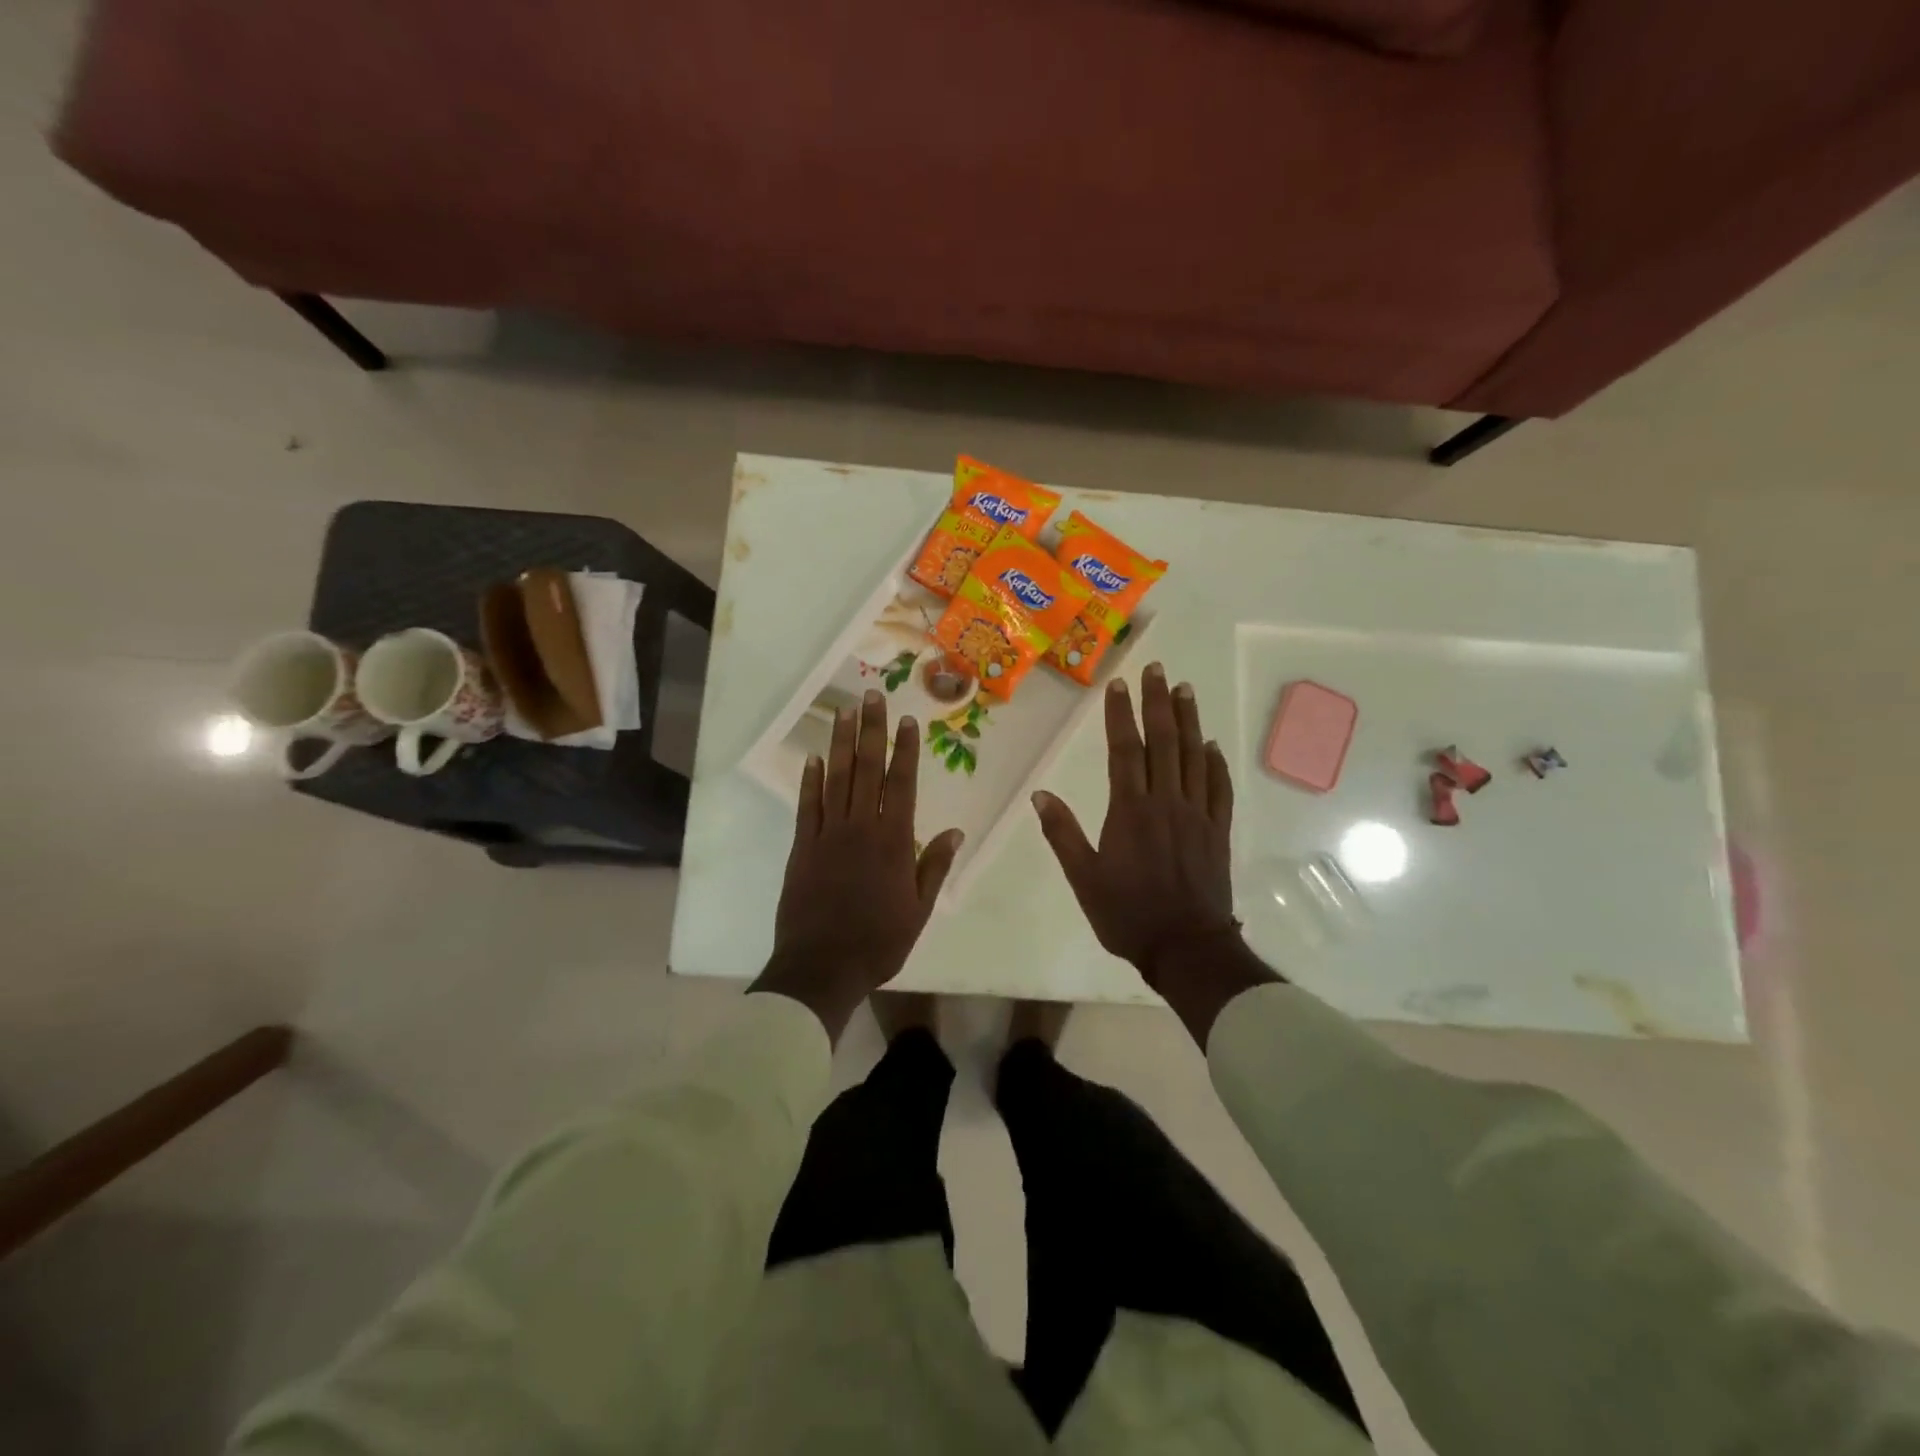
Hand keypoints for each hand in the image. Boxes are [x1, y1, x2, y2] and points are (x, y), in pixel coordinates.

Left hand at [751, 690, 963, 1041]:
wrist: (821, 967)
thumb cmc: (878, 942)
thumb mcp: (918, 910)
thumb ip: (933, 867)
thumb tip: (955, 832)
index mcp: (893, 842)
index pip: (902, 784)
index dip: (904, 749)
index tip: (906, 720)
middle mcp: (861, 828)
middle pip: (867, 769)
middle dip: (871, 730)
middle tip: (872, 696)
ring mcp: (827, 835)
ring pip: (836, 779)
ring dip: (840, 743)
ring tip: (844, 712)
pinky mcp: (801, 847)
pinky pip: (806, 806)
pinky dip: (809, 780)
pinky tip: (813, 758)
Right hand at [1032, 663, 1278, 1042]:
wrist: (1186, 947)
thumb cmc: (1128, 914)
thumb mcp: (1084, 879)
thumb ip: (1062, 834)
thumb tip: (1040, 795)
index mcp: (1130, 810)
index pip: (1125, 750)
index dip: (1122, 715)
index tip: (1120, 685)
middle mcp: (1166, 802)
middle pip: (1164, 742)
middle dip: (1159, 703)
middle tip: (1158, 670)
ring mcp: (1197, 815)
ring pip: (1195, 757)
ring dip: (1190, 721)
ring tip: (1185, 690)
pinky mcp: (1217, 831)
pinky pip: (1218, 788)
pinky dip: (1215, 763)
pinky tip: (1212, 745)